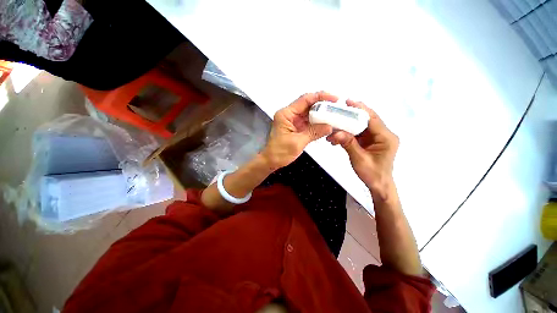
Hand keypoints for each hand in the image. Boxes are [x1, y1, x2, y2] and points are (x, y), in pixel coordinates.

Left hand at [261, 92, 335, 169]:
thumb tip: (330, 127)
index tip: (334, 99)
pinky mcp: (296, 127)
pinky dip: (317, 123)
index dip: (321, 97)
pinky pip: (308, 122)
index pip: (305, 99)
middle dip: (323, 106)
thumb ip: (314, 133)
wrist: (271, 161)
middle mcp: (289, 115)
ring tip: (334, 117)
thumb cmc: (279, 152)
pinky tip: (326, 125)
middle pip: (308, 105)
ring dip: (321, 115)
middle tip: (336, 109)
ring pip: (309, 113)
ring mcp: (293, 121)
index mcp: (286, 114)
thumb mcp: (297, 142)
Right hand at [326, 100, 398, 193]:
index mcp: (386, 137)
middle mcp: (383, 135)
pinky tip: (337, 137)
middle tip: (337, 112)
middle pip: (366, 120)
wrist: (379, 185)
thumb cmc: (373, 174)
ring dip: (347, 126)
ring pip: (360, 127)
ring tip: (333, 128)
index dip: (360, 109)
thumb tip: (336, 133)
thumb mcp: (360, 159)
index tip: (348, 102)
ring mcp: (376, 138)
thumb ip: (349, 144)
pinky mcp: (370, 142)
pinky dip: (348, 134)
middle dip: (351, 116)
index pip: (372, 118)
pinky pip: (358, 134)